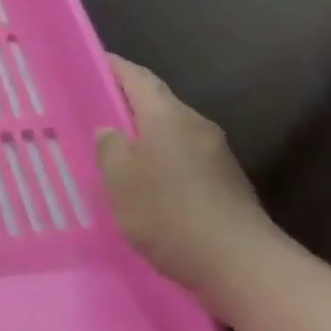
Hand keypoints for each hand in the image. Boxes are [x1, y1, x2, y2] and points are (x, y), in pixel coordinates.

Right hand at [96, 56, 280, 296]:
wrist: (242, 267)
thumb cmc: (169, 213)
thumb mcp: (120, 179)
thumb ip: (110, 147)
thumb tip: (111, 131)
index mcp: (168, 116)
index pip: (137, 77)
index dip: (112, 67)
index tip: (88, 64)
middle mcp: (196, 125)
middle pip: (155, 103)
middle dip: (124, 105)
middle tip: (90, 113)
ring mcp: (215, 155)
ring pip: (169, 133)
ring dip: (142, 137)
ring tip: (111, 152)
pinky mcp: (225, 183)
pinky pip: (182, 158)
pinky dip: (159, 161)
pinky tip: (142, 184)